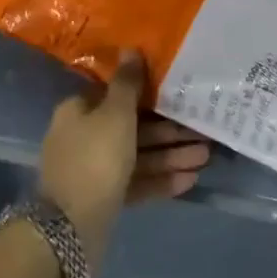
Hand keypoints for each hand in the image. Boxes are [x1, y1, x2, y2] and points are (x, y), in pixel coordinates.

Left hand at [37, 52, 210, 260]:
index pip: (117, 95)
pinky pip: (138, 182)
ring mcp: (94, 170)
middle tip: (204, 131)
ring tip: (206, 156)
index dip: (149, 93)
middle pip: (133, 127)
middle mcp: (84, 137)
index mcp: (79, 111)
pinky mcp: (105, 198)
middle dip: (170, 131)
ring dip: (171, 155)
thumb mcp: (115, 114)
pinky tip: (191, 179)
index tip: (180, 94)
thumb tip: (130, 48)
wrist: (70, 229)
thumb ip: (128, 83)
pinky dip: (162, 179)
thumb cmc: (95, 159)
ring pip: (139, 156)